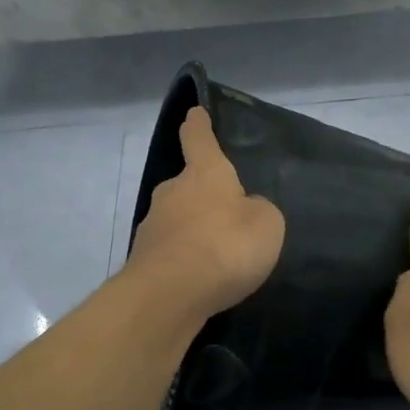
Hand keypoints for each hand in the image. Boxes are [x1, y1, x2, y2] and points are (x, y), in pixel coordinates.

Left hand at [127, 107, 285, 318]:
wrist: (169, 296)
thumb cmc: (225, 246)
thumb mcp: (266, 224)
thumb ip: (259, 211)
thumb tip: (244, 210)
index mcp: (204, 174)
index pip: (199, 139)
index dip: (199, 126)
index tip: (194, 113)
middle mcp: (172, 192)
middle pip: (188, 184)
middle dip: (204, 194)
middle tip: (226, 212)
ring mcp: (153, 226)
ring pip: (178, 219)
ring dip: (194, 230)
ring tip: (218, 254)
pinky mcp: (144, 260)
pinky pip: (172, 251)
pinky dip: (185, 259)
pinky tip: (202, 278)